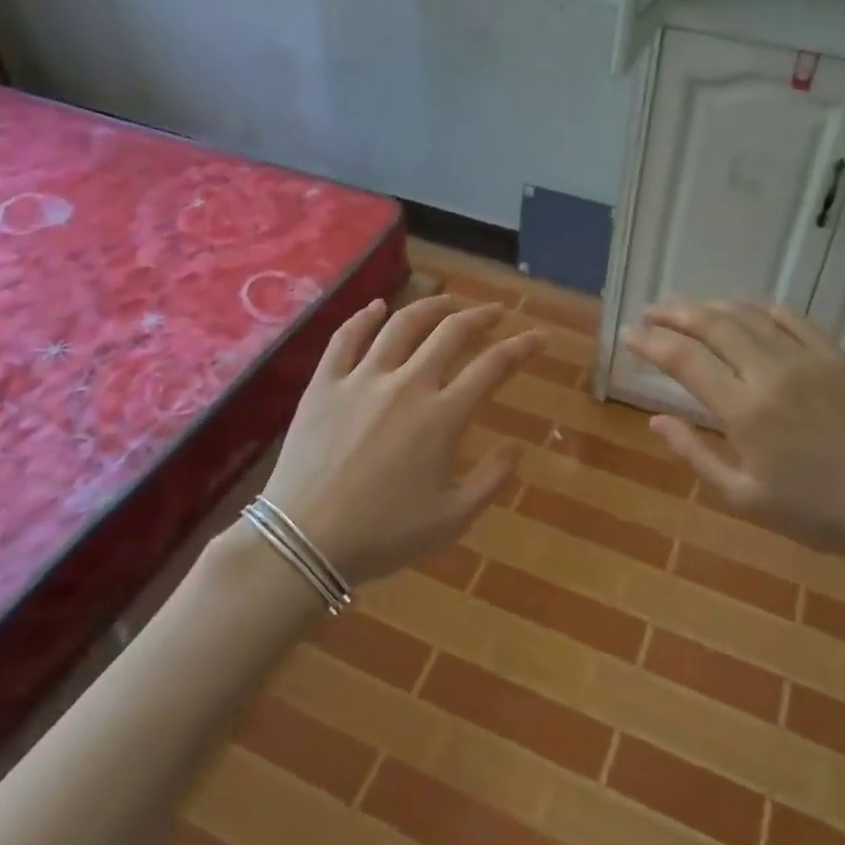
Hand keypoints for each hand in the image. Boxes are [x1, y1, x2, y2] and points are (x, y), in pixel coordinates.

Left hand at [260, 295, 542, 587]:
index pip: (493, 366)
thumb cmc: (383, 535)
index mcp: (442, 416)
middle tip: (494, 313)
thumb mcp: (452, 519)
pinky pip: (346, 338)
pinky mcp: (325, 383)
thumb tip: (517, 448)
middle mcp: (407, 384)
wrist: (305, 541)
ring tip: (448, 302)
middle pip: (450, 333)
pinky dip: (364, 317)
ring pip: (402, 324)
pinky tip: (377, 307)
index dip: (522, 347)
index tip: (538, 337)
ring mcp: (362, 379)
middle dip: (480, 317)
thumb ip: (491, 480)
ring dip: (431, 307)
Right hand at [621, 301, 844, 568]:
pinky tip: (743, 311)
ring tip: (687, 310)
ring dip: (711, 307)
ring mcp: (808, 358)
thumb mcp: (743, 498)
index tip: (628, 334)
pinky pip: (790, 318)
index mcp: (745, 411)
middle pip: (712, 324)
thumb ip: (695, 455)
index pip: (685, 360)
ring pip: (748, 315)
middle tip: (650, 313)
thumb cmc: (814, 512)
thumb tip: (656, 420)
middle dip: (674, 314)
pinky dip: (758, 308)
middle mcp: (772, 372)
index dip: (651, 343)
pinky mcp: (836, 355)